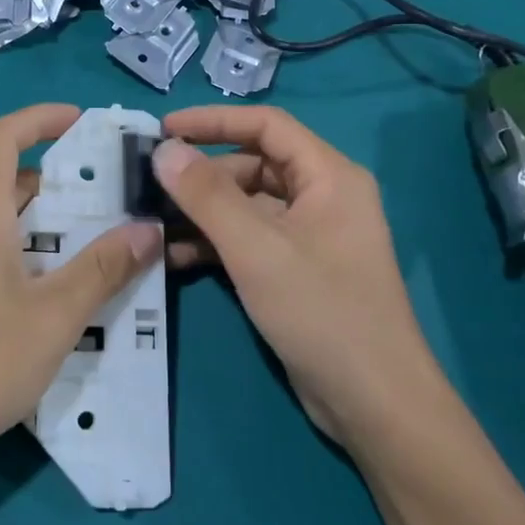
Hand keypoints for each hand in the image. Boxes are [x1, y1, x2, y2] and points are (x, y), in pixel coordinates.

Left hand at [0, 104, 161, 484]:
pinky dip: (20, 251)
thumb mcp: (55, 317)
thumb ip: (103, 268)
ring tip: (94, 246)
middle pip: (6, 181)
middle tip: (111, 200)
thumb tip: (147, 230)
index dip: (41, 118)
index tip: (82, 120)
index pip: (2, 137)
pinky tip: (50, 291)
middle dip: (60, 183)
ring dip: (43, 225)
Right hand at [154, 106, 437, 442]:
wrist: (374, 403)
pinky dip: (214, 243)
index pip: (265, 125)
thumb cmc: (321, 311)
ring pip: (246, 205)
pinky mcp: (296, 269)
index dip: (212, 121)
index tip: (163, 129)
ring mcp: (309, 235)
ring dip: (202, 212)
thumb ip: (207, 195)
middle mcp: (321, 196)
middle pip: (252, 164)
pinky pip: (249, 239)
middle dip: (201, 174)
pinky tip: (175, 258)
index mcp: (328, 176)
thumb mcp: (256, 248)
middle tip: (150, 186)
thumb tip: (164, 150)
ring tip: (153, 223)